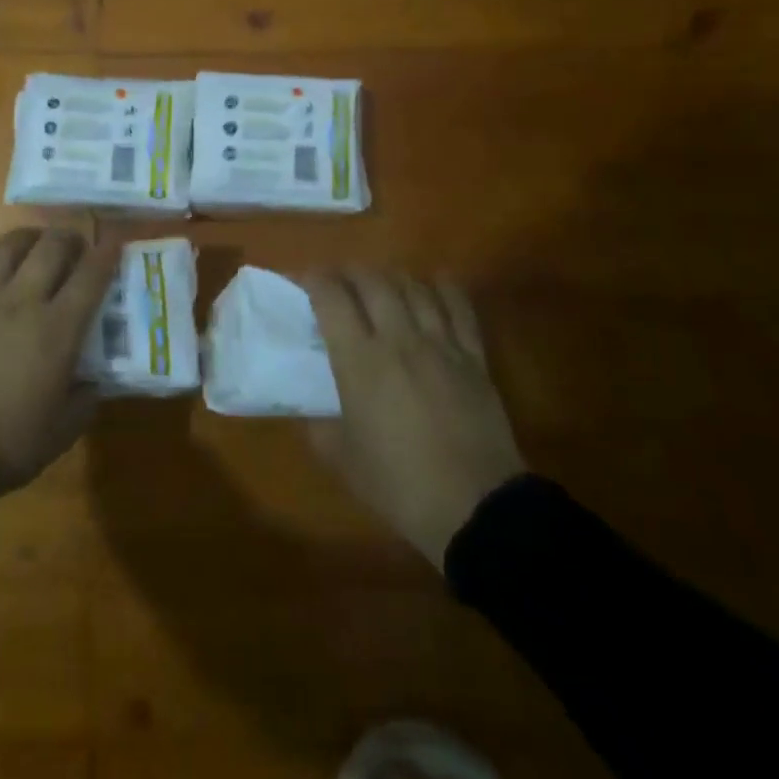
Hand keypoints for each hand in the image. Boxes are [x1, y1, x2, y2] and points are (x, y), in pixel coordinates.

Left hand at [0, 228, 115, 495]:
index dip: (108, 252)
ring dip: (29, 239)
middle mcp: (21, 302)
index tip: (117, 239)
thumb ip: (86, 398)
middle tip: (77, 247)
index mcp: (56, 330)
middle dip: (70, 237)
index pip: (91, 276)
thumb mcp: (62, 431)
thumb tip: (93, 379)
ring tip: (36, 247)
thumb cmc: (6, 443)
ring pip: (7, 246)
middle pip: (50, 246)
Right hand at [303, 270, 524, 569]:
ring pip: (414, 288)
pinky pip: (459, 307)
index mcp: (360, 361)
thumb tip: (314, 406)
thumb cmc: (398, 484)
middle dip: (350, 271)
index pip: (332, 298)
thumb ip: (320, 423)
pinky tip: (434, 282)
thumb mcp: (340, 457)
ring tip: (380, 282)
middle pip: (373, 281)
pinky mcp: (474, 357)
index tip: (304, 279)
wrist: (474, 507)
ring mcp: (441, 345)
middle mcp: (399, 340)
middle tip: (338, 280)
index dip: (314, 279)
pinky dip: (444, 287)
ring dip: (392, 276)